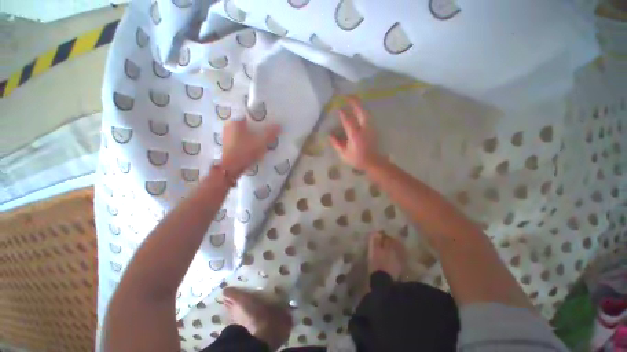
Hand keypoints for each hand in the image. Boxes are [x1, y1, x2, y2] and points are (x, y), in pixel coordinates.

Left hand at [221, 118, 280, 175]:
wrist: (231, 169)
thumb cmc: (245, 151)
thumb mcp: (261, 142)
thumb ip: (271, 133)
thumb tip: (280, 125)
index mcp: (235, 121)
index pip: (250, 116)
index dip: (260, 120)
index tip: (268, 124)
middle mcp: (229, 127)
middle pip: (247, 125)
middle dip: (257, 129)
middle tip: (267, 133)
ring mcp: (227, 137)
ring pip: (243, 134)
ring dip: (252, 136)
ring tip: (262, 141)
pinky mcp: (228, 146)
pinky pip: (240, 141)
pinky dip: (247, 143)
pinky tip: (254, 148)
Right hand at [330, 97, 381, 169]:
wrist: (373, 162)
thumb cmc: (358, 159)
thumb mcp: (344, 154)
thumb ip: (337, 144)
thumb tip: (330, 135)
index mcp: (355, 136)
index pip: (348, 121)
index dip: (343, 114)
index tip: (338, 108)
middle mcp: (364, 129)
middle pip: (361, 111)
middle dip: (354, 102)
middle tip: (347, 96)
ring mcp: (370, 128)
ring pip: (366, 112)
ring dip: (359, 105)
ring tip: (352, 100)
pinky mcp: (373, 129)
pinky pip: (367, 116)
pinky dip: (363, 110)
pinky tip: (358, 110)